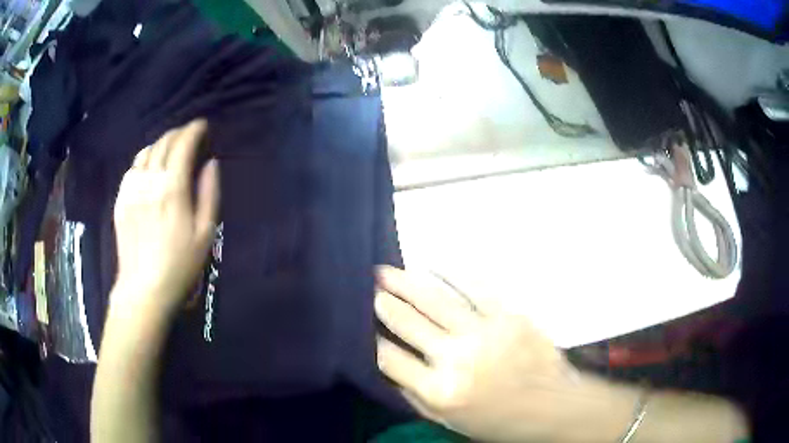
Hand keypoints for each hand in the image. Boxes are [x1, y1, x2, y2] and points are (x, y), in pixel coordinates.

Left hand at [111, 119, 218, 317]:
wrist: (144, 288)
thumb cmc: (180, 265)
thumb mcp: (205, 233)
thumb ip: (209, 193)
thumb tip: (211, 163)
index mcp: (172, 188)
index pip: (182, 144)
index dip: (193, 130)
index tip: (202, 125)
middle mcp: (149, 182)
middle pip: (162, 143)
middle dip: (178, 133)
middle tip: (188, 135)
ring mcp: (131, 190)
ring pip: (145, 152)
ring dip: (160, 143)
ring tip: (169, 148)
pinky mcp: (120, 201)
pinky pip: (131, 169)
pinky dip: (143, 159)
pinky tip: (149, 167)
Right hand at [374, 266, 622, 442]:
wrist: (552, 406)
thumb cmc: (498, 420)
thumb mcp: (448, 422)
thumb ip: (415, 396)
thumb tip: (387, 367)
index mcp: (439, 392)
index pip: (389, 360)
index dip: (371, 340)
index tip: (361, 325)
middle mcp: (457, 360)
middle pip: (409, 324)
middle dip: (384, 304)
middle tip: (370, 287)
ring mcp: (484, 334)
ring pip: (436, 300)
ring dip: (406, 283)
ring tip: (385, 271)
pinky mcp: (509, 317)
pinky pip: (476, 289)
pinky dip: (452, 275)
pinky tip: (433, 266)